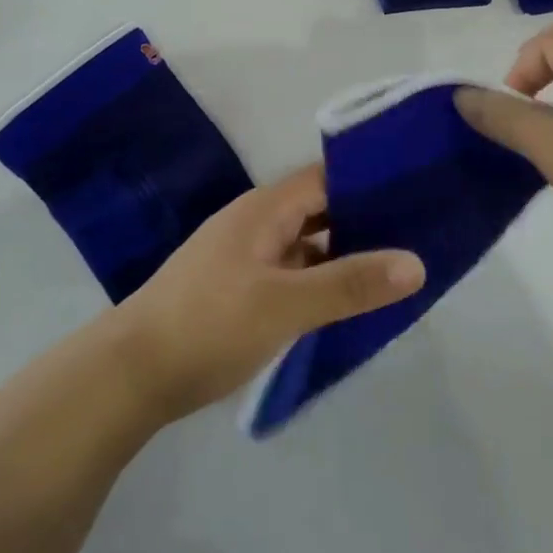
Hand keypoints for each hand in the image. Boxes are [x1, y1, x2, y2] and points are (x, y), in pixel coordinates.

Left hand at [114, 165, 424, 422]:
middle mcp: (257, 223)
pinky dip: (321, 280)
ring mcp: (247, 258)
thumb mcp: (285, 304)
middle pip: (320, 209)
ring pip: (307, 244)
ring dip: (345, 253)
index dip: (369, 181)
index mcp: (265, 209)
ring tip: (398, 265)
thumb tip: (416, 262)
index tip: (417, 191)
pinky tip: (352, 300)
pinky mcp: (241, 290)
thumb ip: (349, 283)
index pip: (326, 178)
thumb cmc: (209, 324)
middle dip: (365, 219)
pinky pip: (293, 273)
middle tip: (421, 231)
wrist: (131, 374)